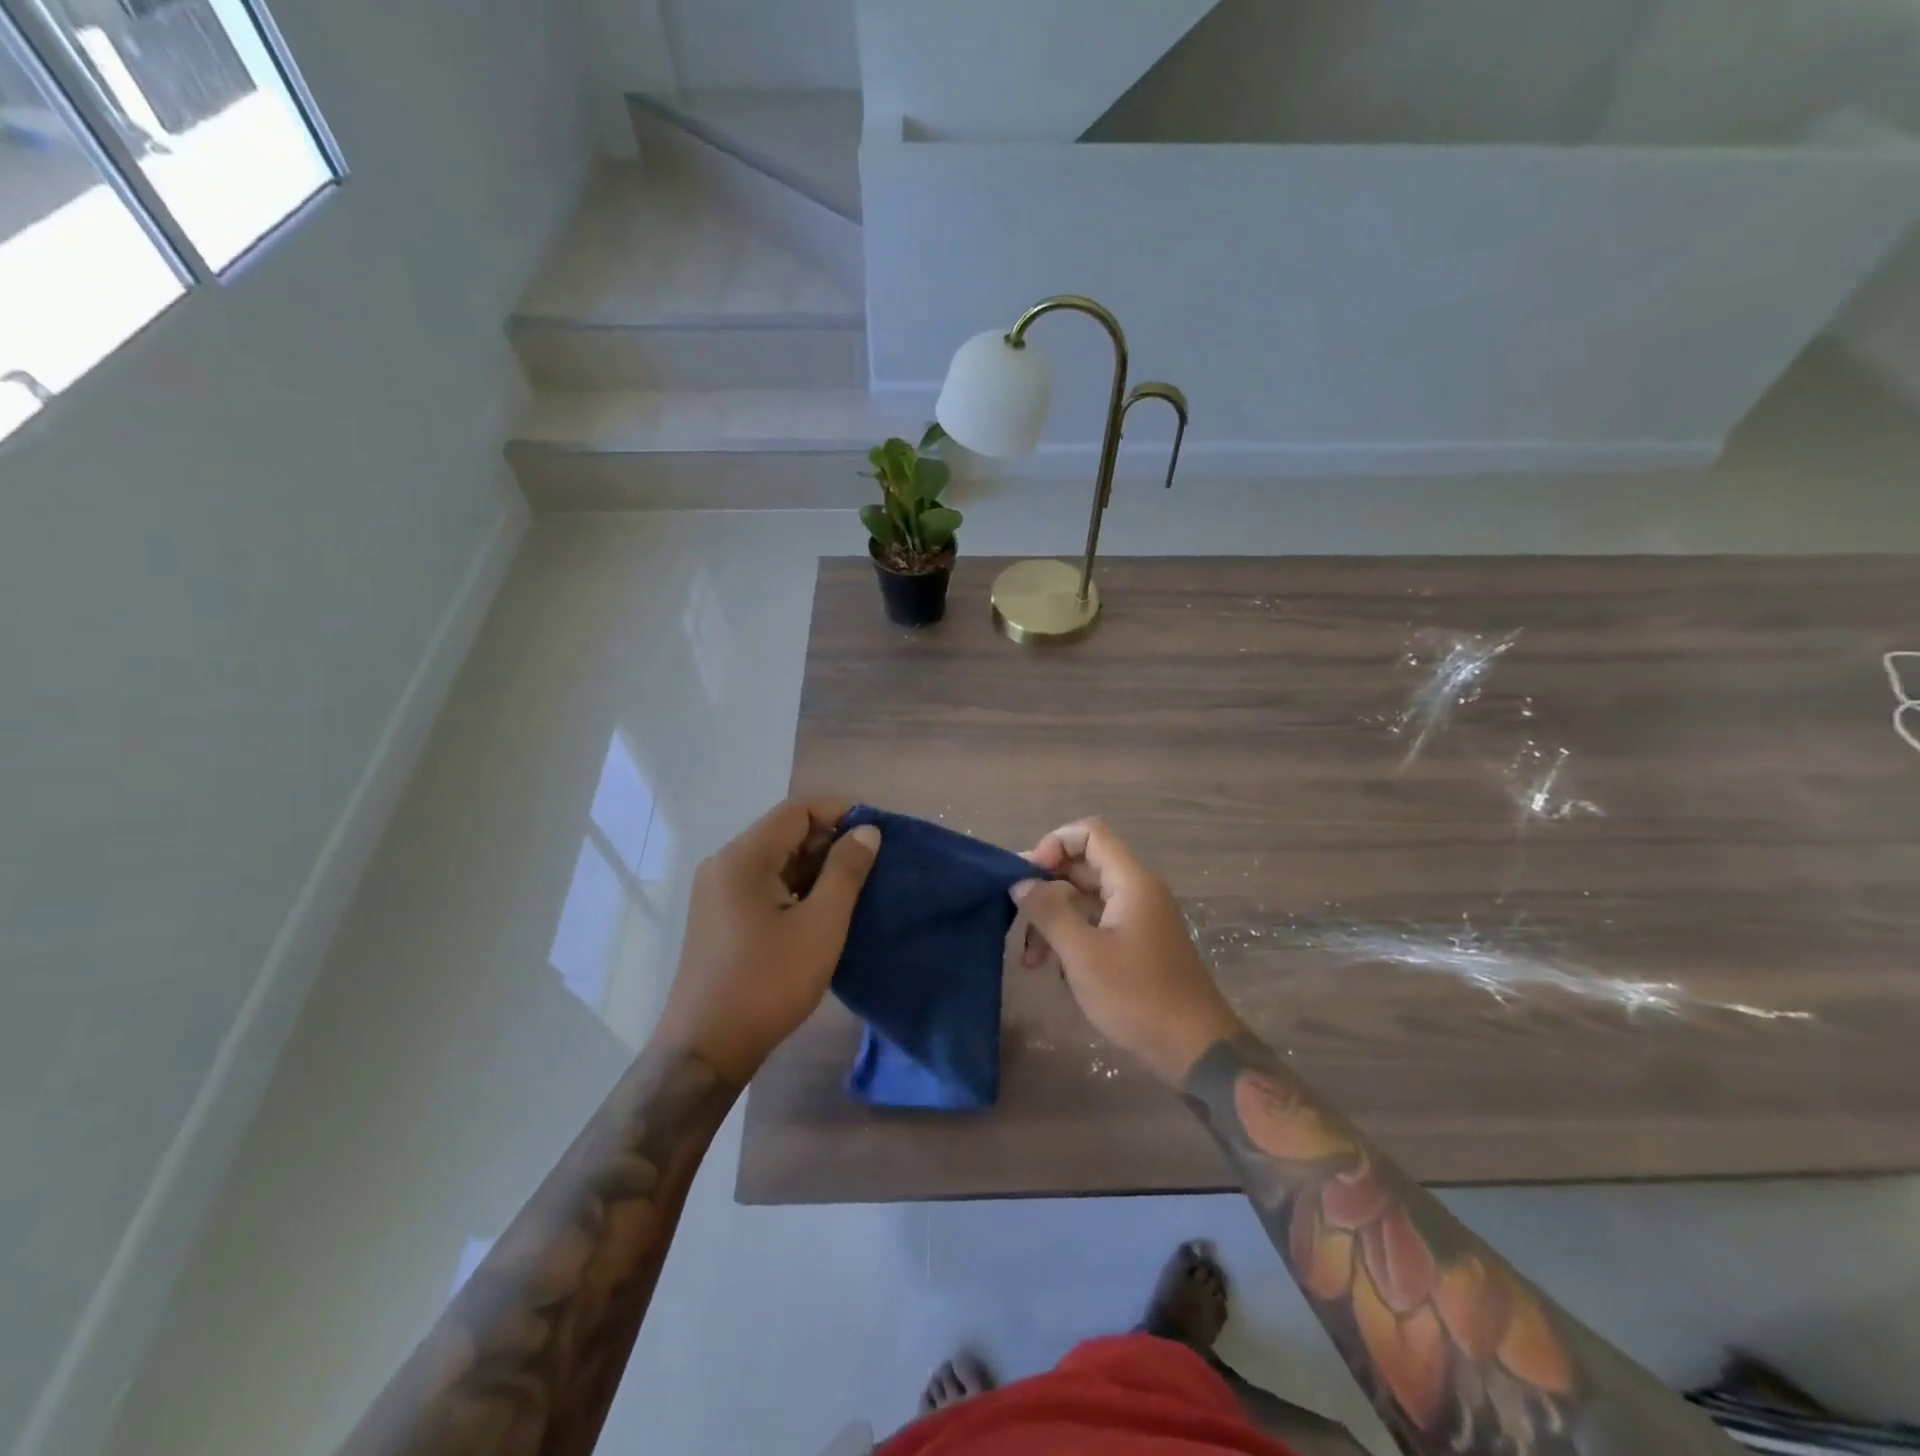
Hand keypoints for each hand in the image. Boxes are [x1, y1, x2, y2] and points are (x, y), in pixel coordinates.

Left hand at [656, 797, 879, 1085]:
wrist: (707, 1049)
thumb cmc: (768, 982)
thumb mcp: (821, 925)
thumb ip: (846, 871)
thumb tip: (867, 831)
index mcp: (743, 858)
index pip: (796, 811)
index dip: (839, 812)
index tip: (876, 831)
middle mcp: (725, 864)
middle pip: (784, 832)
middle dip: (830, 841)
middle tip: (872, 864)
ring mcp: (718, 892)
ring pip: (776, 860)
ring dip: (815, 867)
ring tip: (856, 888)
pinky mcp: (720, 917)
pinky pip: (764, 884)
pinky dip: (796, 887)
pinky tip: (823, 910)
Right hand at [1013, 818, 1244, 1084]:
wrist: (1194, 1049)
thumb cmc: (1137, 996)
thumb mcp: (1082, 954)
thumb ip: (1048, 912)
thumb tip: (1021, 883)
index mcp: (1131, 881)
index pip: (1089, 833)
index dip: (1053, 845)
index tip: (1027, 878)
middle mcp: (1136, 890)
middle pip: (1082, 867)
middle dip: (1045, 889)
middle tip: (1014, 917)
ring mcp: (1138, 918)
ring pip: (1085, 899)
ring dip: (1053, 920)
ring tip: (1030, 959)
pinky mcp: (1136, 944)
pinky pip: (1096, 924)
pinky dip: (1071, 937)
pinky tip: (1054, 970)